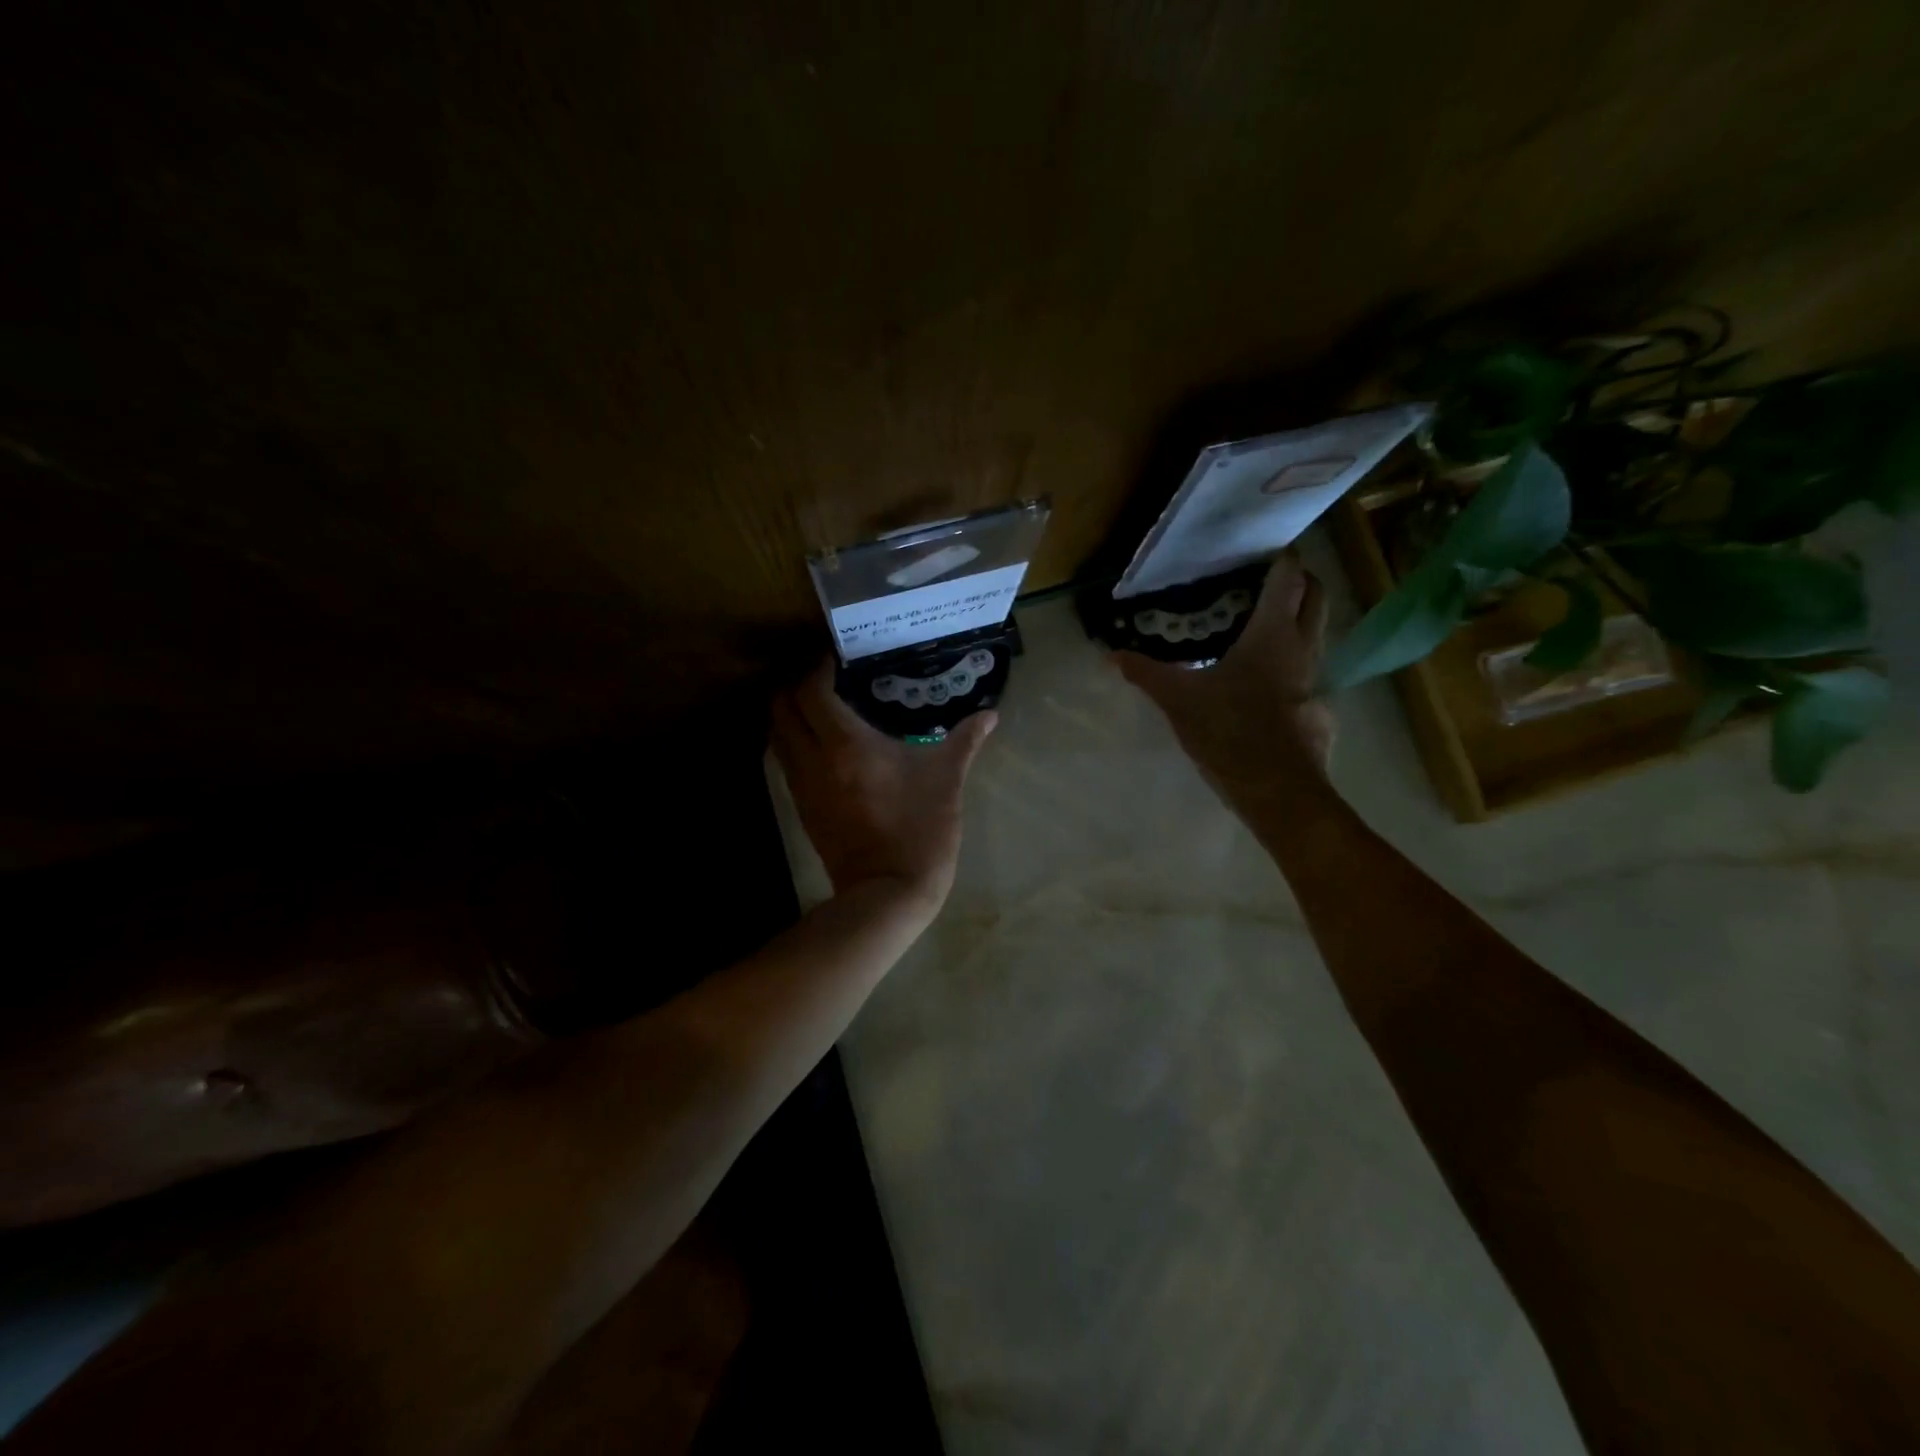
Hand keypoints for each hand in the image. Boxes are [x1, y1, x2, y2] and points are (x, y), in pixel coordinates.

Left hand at [770, 658, 996, 911]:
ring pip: (777, 734)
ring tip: (822, 706)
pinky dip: (793, 741)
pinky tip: (823, 744)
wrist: (888, 892)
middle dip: (796, 685)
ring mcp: (802, 786)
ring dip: (790, 713)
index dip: (818, 668)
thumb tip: (991, 715)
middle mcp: (813, 759)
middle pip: (781, 707)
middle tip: (826, 679)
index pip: (811, 690)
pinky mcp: (802, 808)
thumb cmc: (920, 829)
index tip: (838, 659)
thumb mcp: (947, 780)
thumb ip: (966, 740)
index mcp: (846, 744)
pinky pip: (785, 761)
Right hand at [1113, 552, 1335, 808]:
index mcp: (1272, 633)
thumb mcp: (1178, 700)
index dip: (1281, 556)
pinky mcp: (1316, 706)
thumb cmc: (1229, 731)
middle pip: (1314, 595)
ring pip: (1315, 631)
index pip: (1289, 576)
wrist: (1276, 789)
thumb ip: (1147, 673)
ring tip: (1259, 623)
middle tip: (1263, 580)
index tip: (1260, 549)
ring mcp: (1315, 677)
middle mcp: (1302, 646)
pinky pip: (1307, 668)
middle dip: (1298, 580)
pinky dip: (1291, 659)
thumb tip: (1111, 654)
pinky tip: (1263, 677)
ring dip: (1296, 619)